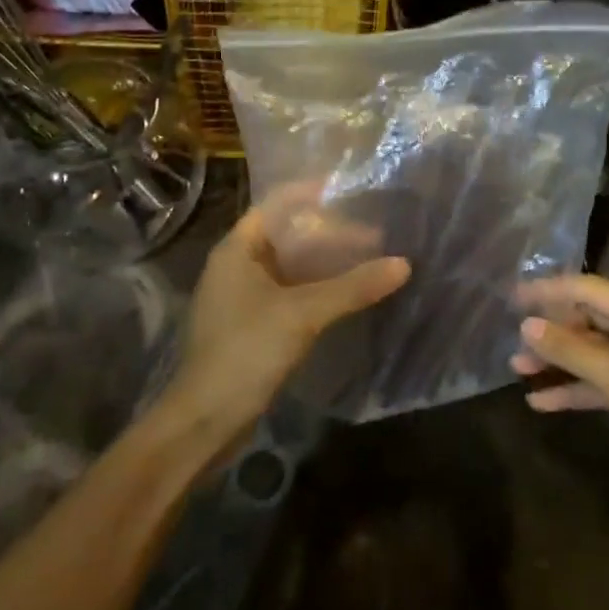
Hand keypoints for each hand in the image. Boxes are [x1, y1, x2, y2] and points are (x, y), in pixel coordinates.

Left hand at [167, 186, 409, 451]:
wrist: (205, 421)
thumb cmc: (246, 351)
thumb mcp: (302, 314)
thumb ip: (352, 287)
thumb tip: (403, 264)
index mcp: (236, 250)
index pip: (275, 204)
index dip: (309, 193)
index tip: (348, 189)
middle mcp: (236, 266)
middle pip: (286, 236)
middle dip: (328, 232)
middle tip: (372, 232)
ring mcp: (242, 298)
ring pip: (289, 267)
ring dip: (324, 263)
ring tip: (367, 259)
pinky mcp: (251, 326)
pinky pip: (288, 293)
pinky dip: (316, 288)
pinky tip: (345, 295)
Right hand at [512, 274, 608, 506]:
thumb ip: (572, 350)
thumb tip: (526, 325)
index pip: (592, 291)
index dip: (550, 291)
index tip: (512, 296)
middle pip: (590, 321)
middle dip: (552, 330)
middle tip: (512, 337)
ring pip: (592, 355)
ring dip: (557, 361)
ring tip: (517, 368)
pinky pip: (600, 385)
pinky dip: (572, 390)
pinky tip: (540, 402)